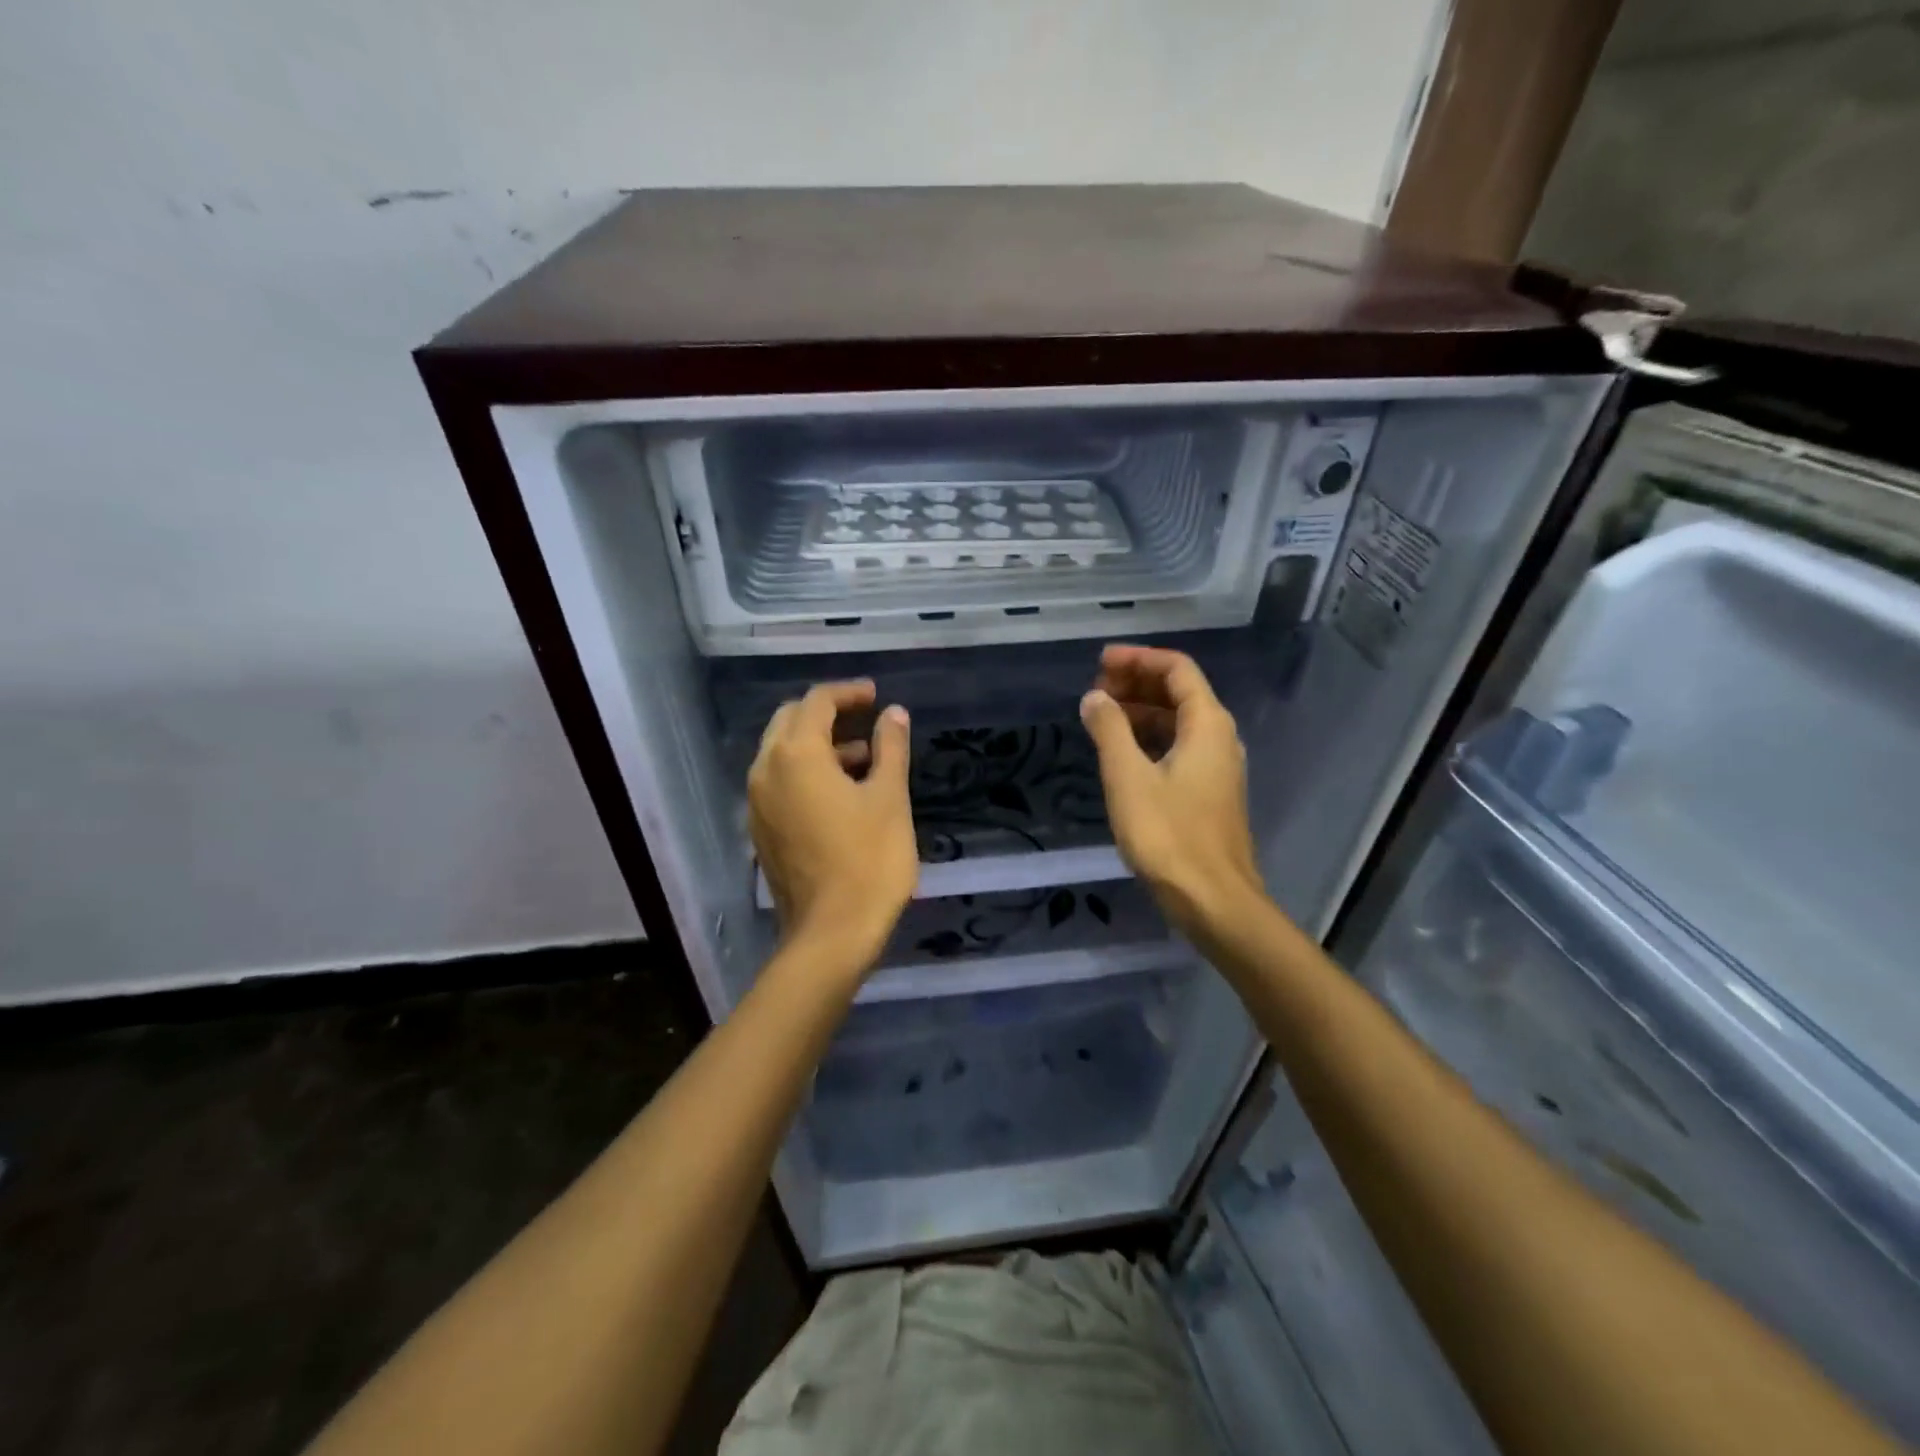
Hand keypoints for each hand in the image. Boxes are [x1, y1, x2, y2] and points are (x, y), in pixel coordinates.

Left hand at [748, 680, 917, 971]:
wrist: (832, 933)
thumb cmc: (869, 860)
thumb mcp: (890, 797)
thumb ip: (890, 748)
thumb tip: (894, 713)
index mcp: (796, 755)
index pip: (817, 702)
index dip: (848, 692)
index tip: (876, 696)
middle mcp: (766, 771)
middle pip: (790, 721)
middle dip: (827, 713)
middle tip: (865, 719)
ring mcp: (757, 803)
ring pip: (782, 753)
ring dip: (818, 744)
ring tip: (863, 758)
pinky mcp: (760, 829)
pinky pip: (779, 781)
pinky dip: (806, 772)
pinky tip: (841, 792)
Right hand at [1080, 645, 1261, 935]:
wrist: (1212, 899)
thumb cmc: (1168, 835)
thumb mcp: (1128, 777)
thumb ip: (1109, 730)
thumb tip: (1094, 697)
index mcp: (1207, 724)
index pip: (1177, 669)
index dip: (1138, 658)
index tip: (1100, 662)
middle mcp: (1219, 737)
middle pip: (1180, 692)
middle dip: (1137, 683)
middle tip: (1096, 689)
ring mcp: (1217, 767)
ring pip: (1178, 722)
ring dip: (1141, 712)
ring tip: (1101, 716)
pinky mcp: (1209, 793)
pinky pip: (1179, 748)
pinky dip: (1149, 739)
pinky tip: (1121, 753)